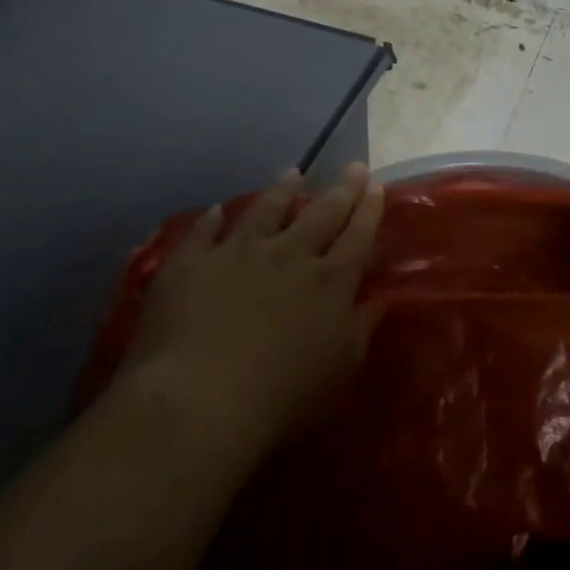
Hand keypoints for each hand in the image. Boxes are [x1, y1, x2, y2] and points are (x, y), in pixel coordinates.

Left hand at [121, 164, 385, 450]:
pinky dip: (211, 219)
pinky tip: (215, 210)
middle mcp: (289, 255)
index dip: (369, 210)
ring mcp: (238, 253)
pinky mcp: (191, 264)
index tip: (377, 186)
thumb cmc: (282, 399)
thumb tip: (378, 300)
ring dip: (282, 190)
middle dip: (342, 188)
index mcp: (329, 281)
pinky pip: (203, 233)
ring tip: (292, 172)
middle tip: (354, 166)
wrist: (197, 403)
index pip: (357, 236)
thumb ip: (361, 331)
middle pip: (321, 213)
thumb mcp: (340, 372)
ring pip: (266, 210)